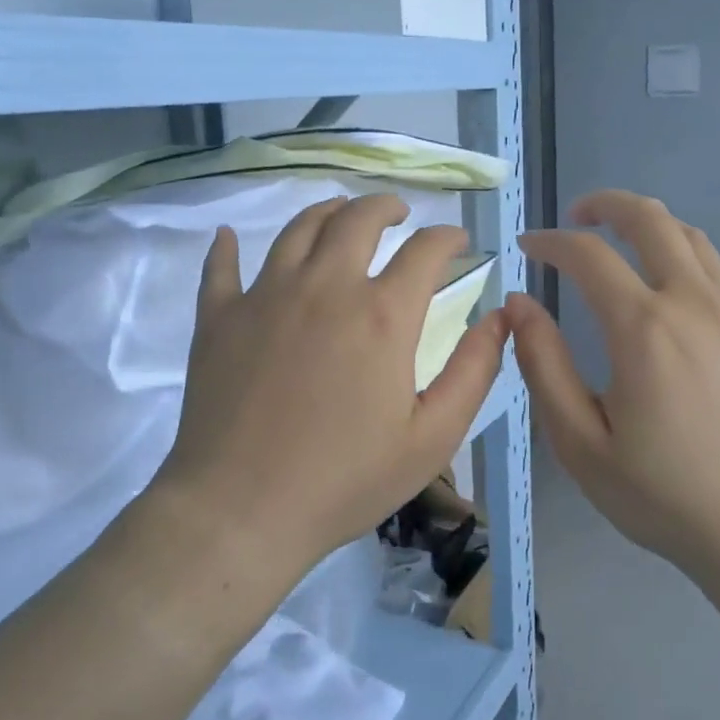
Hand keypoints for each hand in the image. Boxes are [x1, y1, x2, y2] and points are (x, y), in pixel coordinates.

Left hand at [160, 194, 508, 582]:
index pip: (425, 250)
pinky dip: (228, 247)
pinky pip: (222, 266)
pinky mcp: (220, 318)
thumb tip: (500, 317)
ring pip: (299, 229)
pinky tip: (231, 238)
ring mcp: (266, 296)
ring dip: (327, 211)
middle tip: (399, 213)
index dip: (448, 237)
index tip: (457, 240)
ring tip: (340, 213)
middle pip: (358, 219)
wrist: (240, 513)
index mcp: (382, 315)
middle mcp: (326, 288)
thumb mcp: (432, 437)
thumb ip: (474, 371)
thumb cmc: (346, 480)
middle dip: (386, 206)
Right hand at [508, 190, 719, 580]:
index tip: (527, 246)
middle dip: (605, 205)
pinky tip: (666, 286)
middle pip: (650, 219)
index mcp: (644, 329)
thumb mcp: (581, 443)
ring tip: (619, 241)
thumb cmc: (662, 494)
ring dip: (648, 224)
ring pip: (689, 235)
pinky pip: (715, 267)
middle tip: (576, 218)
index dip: (550, 242)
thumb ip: (544, 365)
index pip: (588, 255)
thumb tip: (518, 304)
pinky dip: (681, 254)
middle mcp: (692, 302)